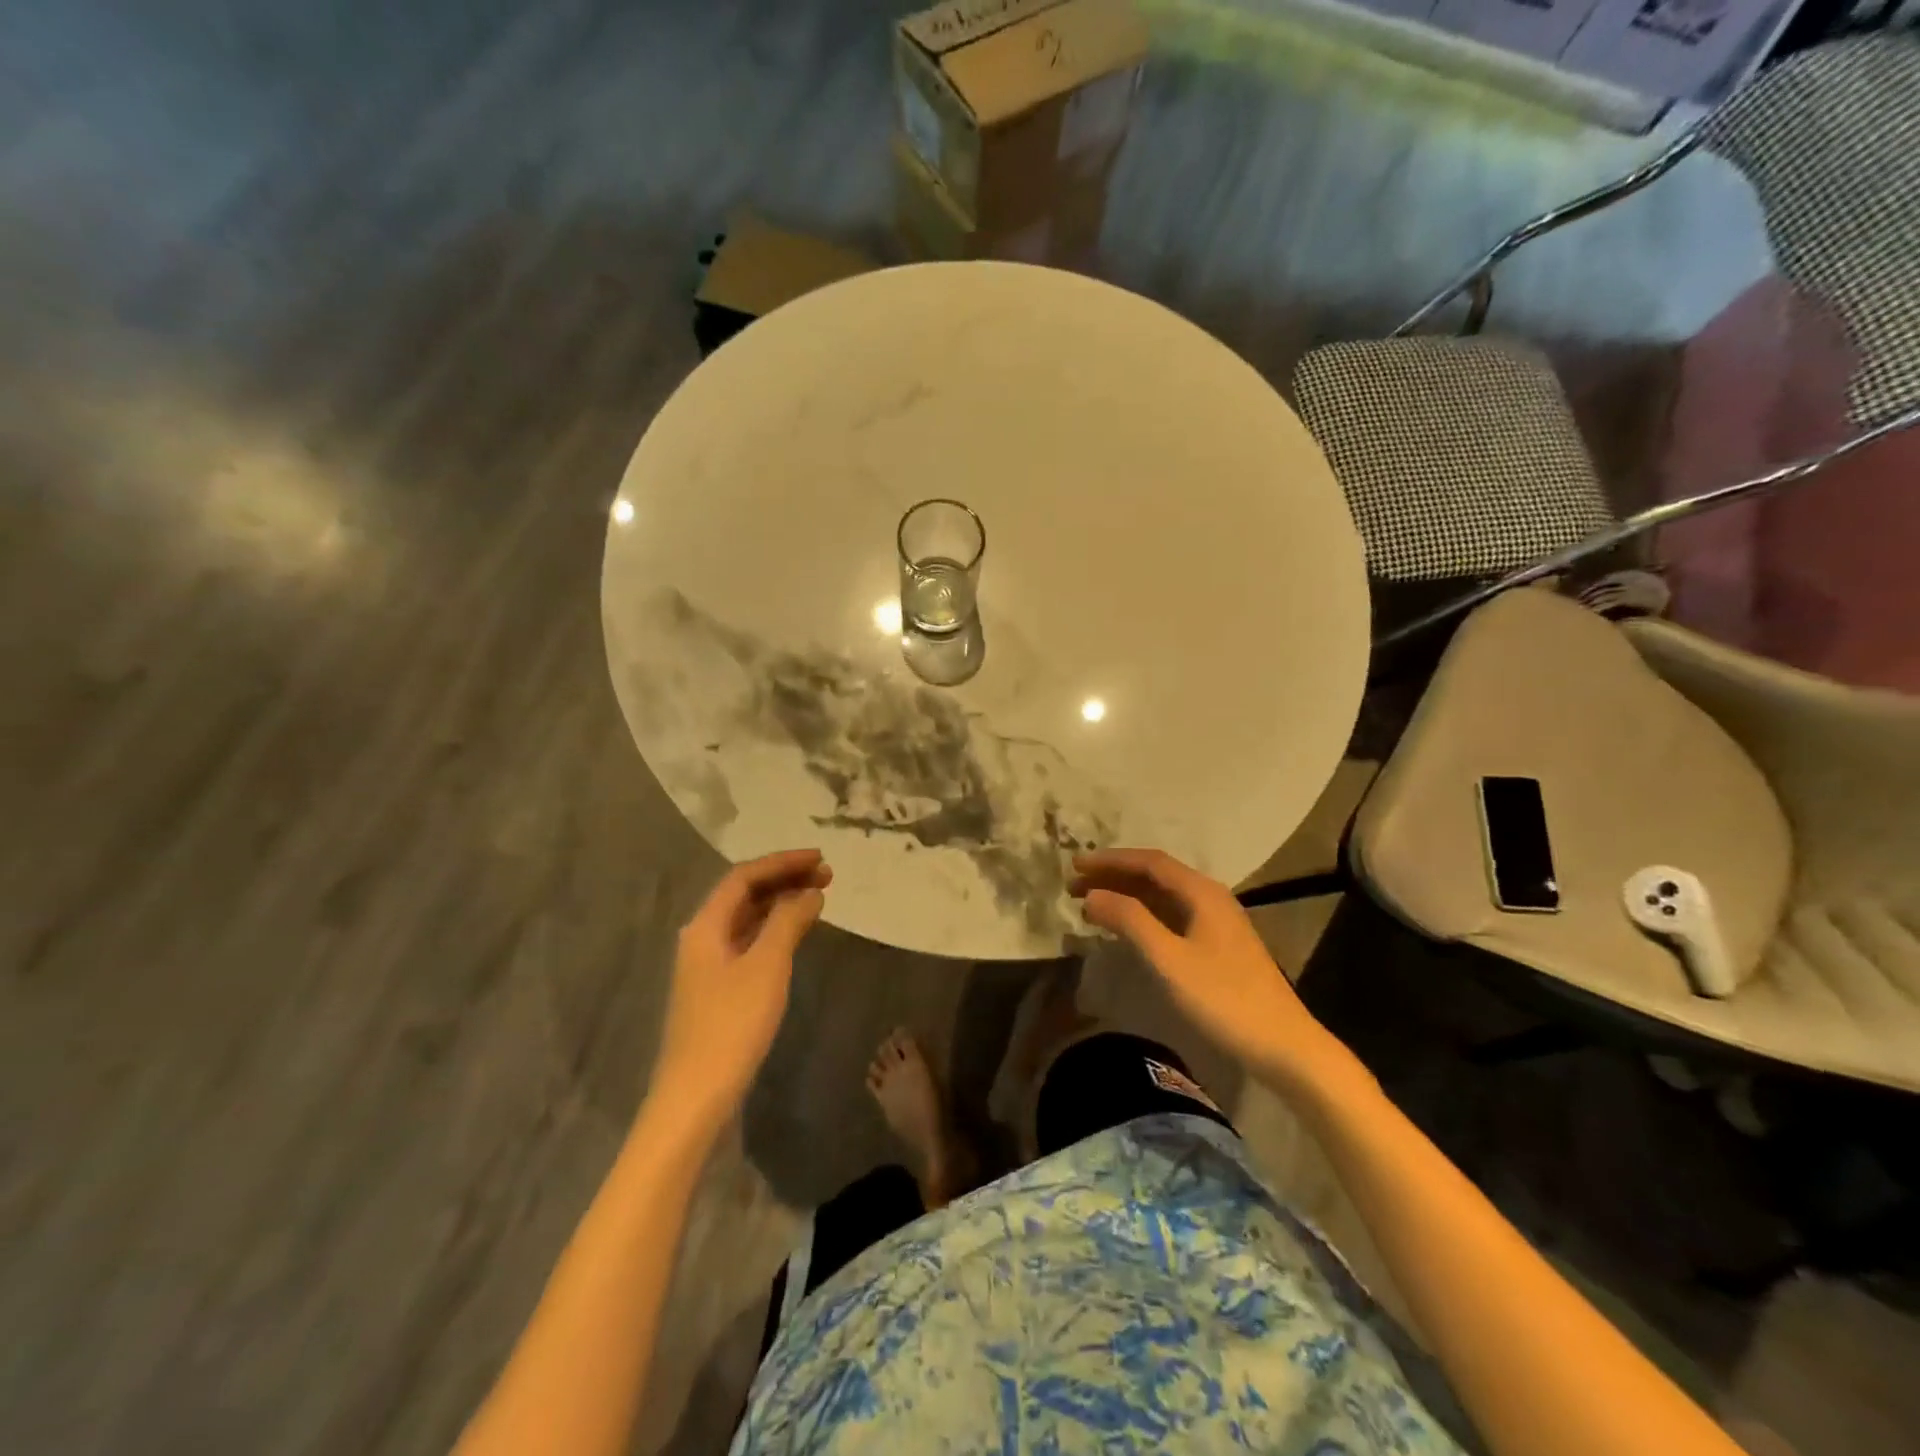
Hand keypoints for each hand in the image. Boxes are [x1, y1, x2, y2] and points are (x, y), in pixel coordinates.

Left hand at [649, 849, 830, 1128]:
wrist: (696, 1096)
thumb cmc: (732, 1025)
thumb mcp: (767, 966)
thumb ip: (788, 922)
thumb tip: (810, 892)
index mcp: (706, 926)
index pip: (744, 877)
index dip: (783, 862)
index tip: (820, 858)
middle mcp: (702, 937)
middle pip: (744, 894)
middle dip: (784, 879)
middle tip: (827, 876)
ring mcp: (708, 965)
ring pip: (747, 919)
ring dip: (781, 903)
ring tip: (818, 897)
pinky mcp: (718, 988)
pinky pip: (749, 942)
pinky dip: (775, 929)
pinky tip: (796, 934)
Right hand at [1070, 848, 1351, 1091]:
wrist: (1283, 1045)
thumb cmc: (1223, 999)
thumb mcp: (1169, 959)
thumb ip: (1129, 920)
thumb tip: (1092, 894)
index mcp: (1201, 892)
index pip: (1149, 862)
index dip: (1110, 860)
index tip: (1074, 865)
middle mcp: (1209, 897)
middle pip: (1155, 875)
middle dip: (1114, 875)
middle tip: (1074, 885)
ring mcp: (1216, 922)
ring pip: (1163, 896)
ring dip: (1126, 895)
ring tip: (1090, 903)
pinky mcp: (1217, 945)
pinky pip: (1171, 916)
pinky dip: (1143, 915)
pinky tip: (1126, 928)